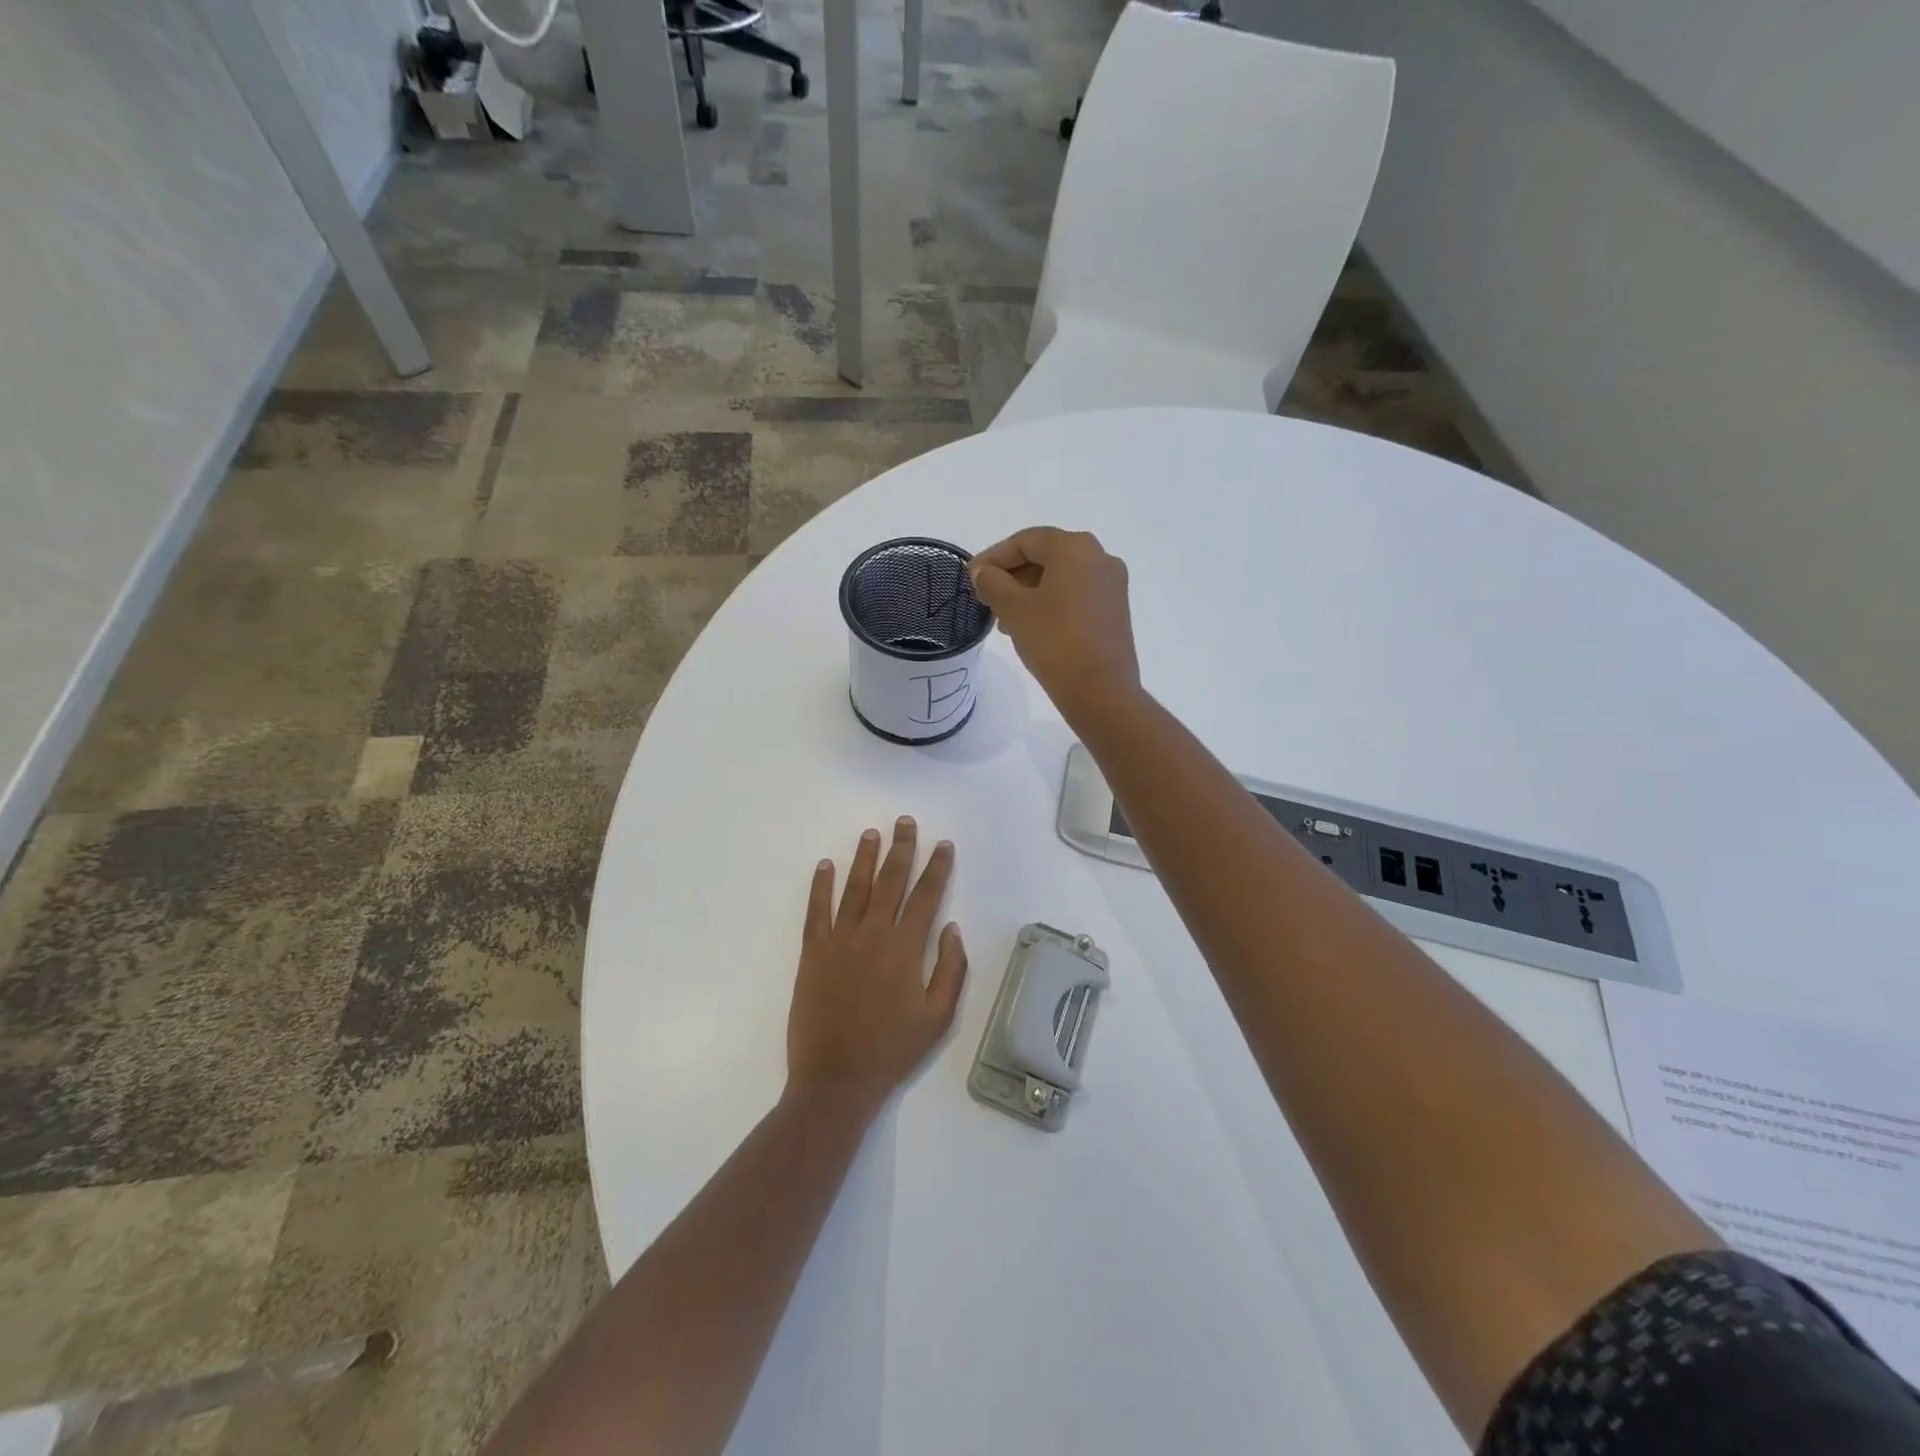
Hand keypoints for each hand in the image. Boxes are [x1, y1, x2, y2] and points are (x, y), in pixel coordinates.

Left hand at [786, 818, 967, 1116]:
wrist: (836, 1079)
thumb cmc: (892, 1050)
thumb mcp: (938, 1018)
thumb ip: (950, 969)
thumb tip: (951, 928)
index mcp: (905, 948)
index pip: (926, 896)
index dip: (936, 868)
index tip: (943, 845)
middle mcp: (872, 934)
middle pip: (890, 881)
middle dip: (901, 849)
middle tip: (905, 822)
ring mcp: (839, 941)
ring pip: (854, 888)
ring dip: (864, 858)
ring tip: (871, 833)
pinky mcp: (813, 953)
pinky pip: (817, 911)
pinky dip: (820, 886)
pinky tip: (825, 865)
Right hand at [968, 527, 1139, 718]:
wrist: (1101, 690)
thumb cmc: (1054, 641)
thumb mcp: (1013, 609)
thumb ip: (992, 583)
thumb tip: (982, 572)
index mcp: (1075, 548)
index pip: (1025, 541)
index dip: (993, 557)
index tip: (971, 577)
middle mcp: (1099, 557)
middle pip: (1045, 556)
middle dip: (1011, 576)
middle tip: (985, 598)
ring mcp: (1112, 585)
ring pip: (1060, 578)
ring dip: (1029, 592)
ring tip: (1004, 620)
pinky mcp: (1115, 611)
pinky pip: (1076, 596)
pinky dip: (1050, 604)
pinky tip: (1031, 627)